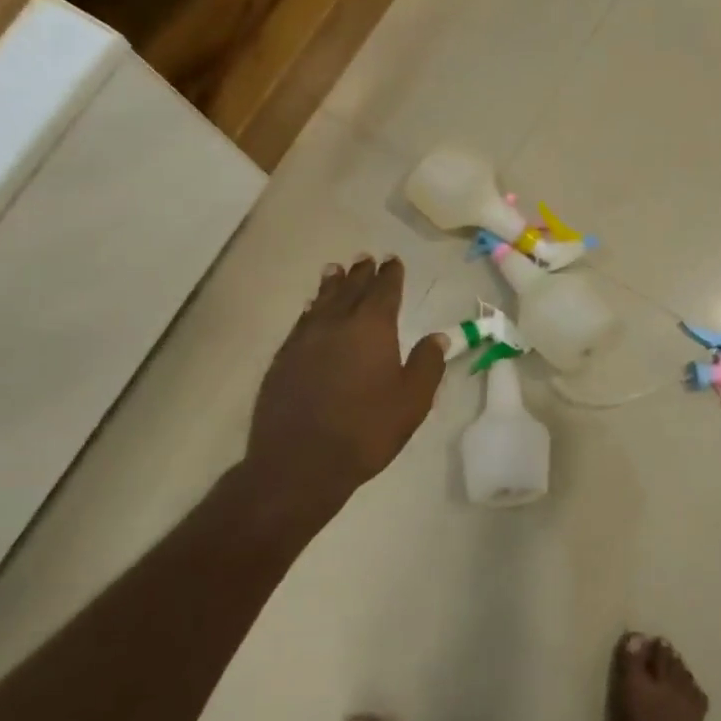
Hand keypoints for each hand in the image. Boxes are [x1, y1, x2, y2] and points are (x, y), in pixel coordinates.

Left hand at [246, 257, 447, 509]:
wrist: (299, 462)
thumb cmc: (365, 431)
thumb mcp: (412, 402)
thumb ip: (427, 365)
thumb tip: (437, 337)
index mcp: (372, 328)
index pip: (384, 291)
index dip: (391, 275)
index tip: (393, 260)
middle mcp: (336, 324)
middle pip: (350, 289)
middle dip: (361, 273)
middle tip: (366, 258)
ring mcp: (304, 340)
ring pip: (321, 301)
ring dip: (332, 284)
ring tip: (335, 269)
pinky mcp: (282, 359)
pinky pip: (301, 322)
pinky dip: (311, 309)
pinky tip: (311, 310)